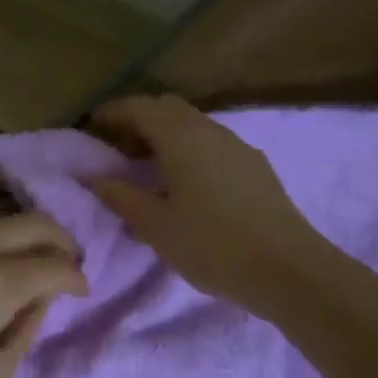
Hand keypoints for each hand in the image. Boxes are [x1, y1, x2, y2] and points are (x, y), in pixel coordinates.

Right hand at [85, 94, 320, 311]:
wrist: (287, 269)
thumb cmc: (211, 244)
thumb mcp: (154, 225)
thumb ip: (119, 195)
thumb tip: (93, 176)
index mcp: (181, 136)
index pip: (139, 108)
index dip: (112, 113)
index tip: (90, 127)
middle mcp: (210, 130)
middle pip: (168, 109)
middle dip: (138, 120)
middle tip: (116, 148)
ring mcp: (238, 146)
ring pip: (193, 125)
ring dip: (165, 136)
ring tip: (146, 168)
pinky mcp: (255, 167)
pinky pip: (211, 144)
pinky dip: (188, 150)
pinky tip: (184, 184)